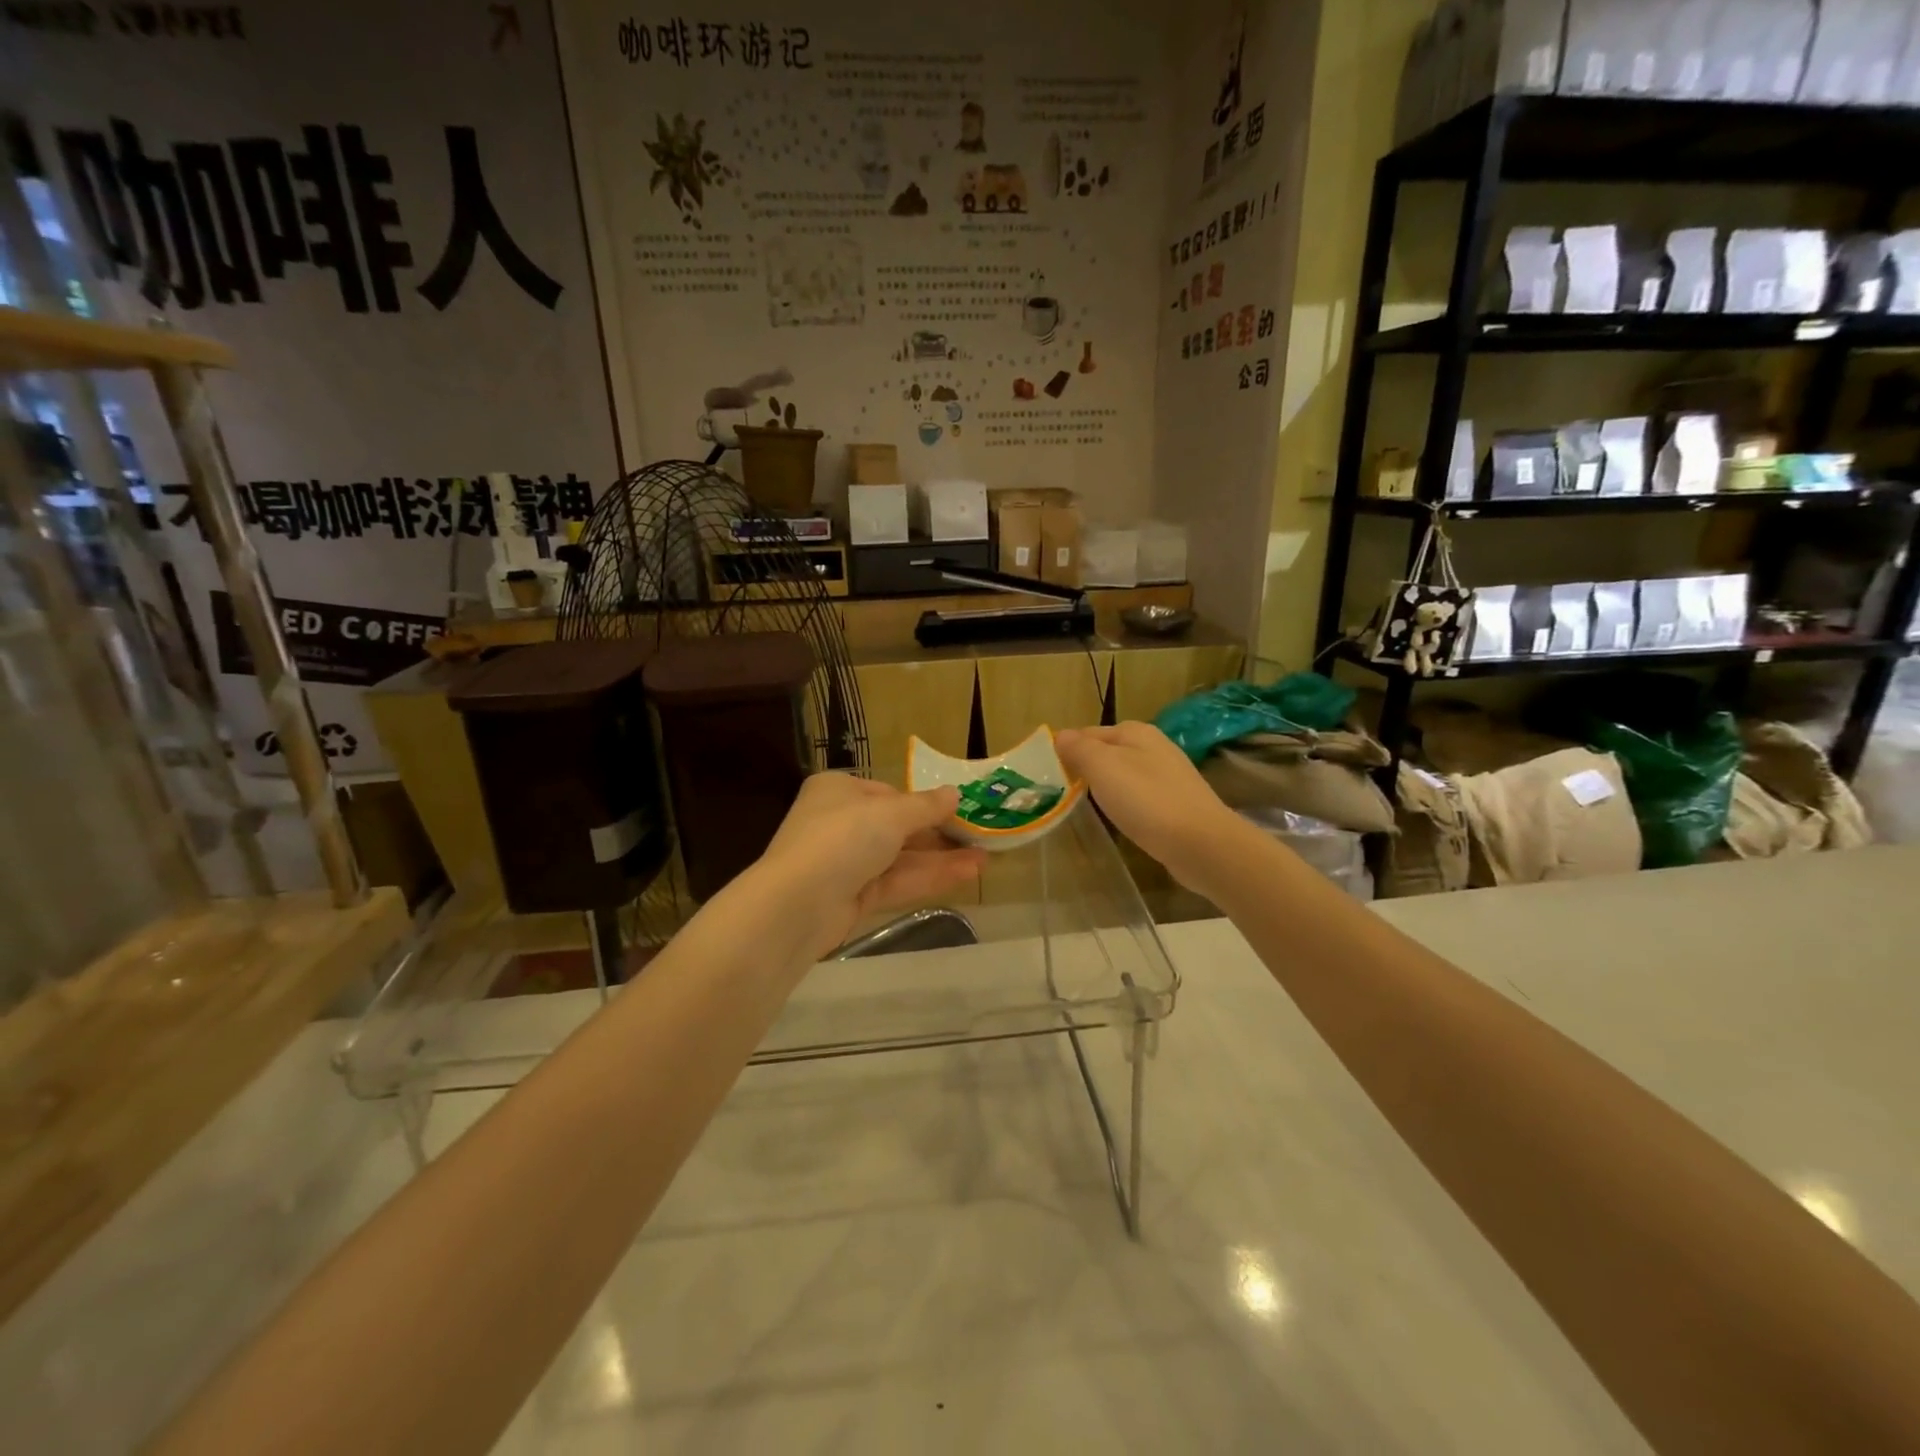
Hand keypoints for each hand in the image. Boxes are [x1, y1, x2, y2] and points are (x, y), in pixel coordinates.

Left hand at [757, 773, 987, 958]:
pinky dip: (929, 877)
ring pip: (900, 858)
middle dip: (938, 834)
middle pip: (896, 827)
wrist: (797, 904)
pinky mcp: (852, 898)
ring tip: (986, 859)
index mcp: (838, 791)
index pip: (887, 793)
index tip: (959, 811)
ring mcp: (845, 864)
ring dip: (941, 858)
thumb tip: (955, 794)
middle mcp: (839, 823)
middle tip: (979, 838)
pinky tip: (967, 874)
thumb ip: (926, 806)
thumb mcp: (891, 813)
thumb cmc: (842, 838)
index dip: (923, 803)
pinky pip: (896, 882)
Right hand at [1055, 723, 1241, 893]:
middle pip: (1106, 753)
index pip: (1087, 733)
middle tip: (1061, 795)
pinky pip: (1139, 797)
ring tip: (1084, 809)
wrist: (1201, 844)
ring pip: (1123, 776)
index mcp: (1135, 732)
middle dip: (1084, 769)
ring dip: (1104, 788)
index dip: (1065, 750)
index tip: (1046, 776)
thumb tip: (1060, 736)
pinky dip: (1125, 805)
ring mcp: (1168, 776)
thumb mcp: (1103, 767)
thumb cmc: (1147, 801)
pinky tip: (1119, 820)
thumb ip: (1079, 749)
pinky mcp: (1175, 804)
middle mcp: (1154, 747)